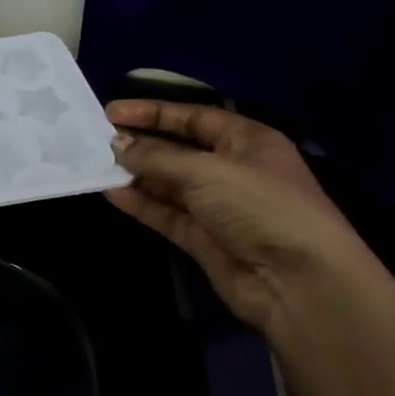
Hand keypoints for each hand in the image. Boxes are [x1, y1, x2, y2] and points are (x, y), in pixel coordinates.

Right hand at [103, 100, 386, 335]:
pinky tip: (111, 193)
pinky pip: (165, 214)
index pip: (193, 117)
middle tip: (96, 140)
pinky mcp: (203, 238)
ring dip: (134, 175)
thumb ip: (156, 157)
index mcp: (247, 141)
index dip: (153, 112)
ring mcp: (217, 207)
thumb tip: (115, 145)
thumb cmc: (260, 207)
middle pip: (177, 150)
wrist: (299, 283)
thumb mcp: (206, 171)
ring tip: (95, 165)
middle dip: (139, 144)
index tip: (111, 112)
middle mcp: (233, 170)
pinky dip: (140, 203)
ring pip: (167, 183)